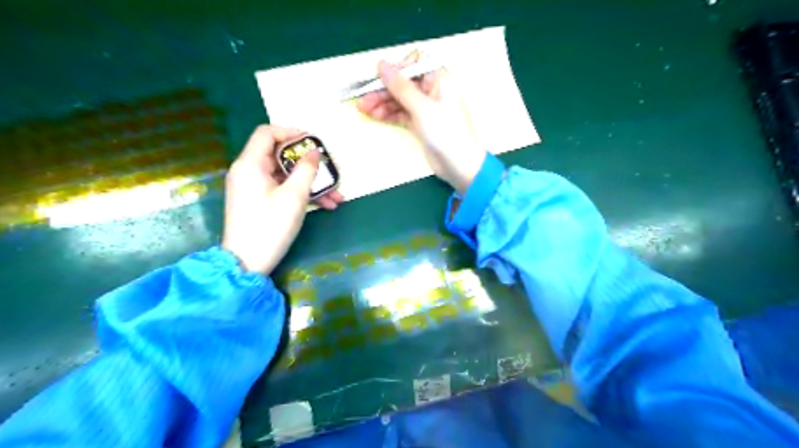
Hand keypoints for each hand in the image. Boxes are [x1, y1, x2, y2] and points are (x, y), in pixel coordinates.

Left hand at [221, 124, 342, 273]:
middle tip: (330, 171)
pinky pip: (282, 190)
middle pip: (280, 156)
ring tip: (337, 196)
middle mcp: (248, 171)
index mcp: (250, 164)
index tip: (313, 142)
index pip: (267, 133)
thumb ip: (307, 170)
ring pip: (286, 176)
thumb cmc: (270, 226)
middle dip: (309, 165)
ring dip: (311, 183)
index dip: (291, 132)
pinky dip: (301, 194)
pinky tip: (326, 205)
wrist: (247, 262)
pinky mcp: (258, 202)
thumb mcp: (294, 196)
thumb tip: (314, 151)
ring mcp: (253, 188)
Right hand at [358, 51, 487, 192]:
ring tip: (363, 110)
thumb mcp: (422, 108)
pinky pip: (400, 114)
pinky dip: (387, 114)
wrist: (460, 166)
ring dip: (381, 103)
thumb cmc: (446, 132)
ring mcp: (425, 108)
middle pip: (402, 83)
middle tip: (362, 101)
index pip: (413, 64)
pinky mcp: (419, 123)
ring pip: (399, 100)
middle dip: (382, 90)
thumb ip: (400, 87)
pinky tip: (373, 116)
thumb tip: (381, 63)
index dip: (395, 70)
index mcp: (439, 79)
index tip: (378, 79)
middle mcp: (431, 90)